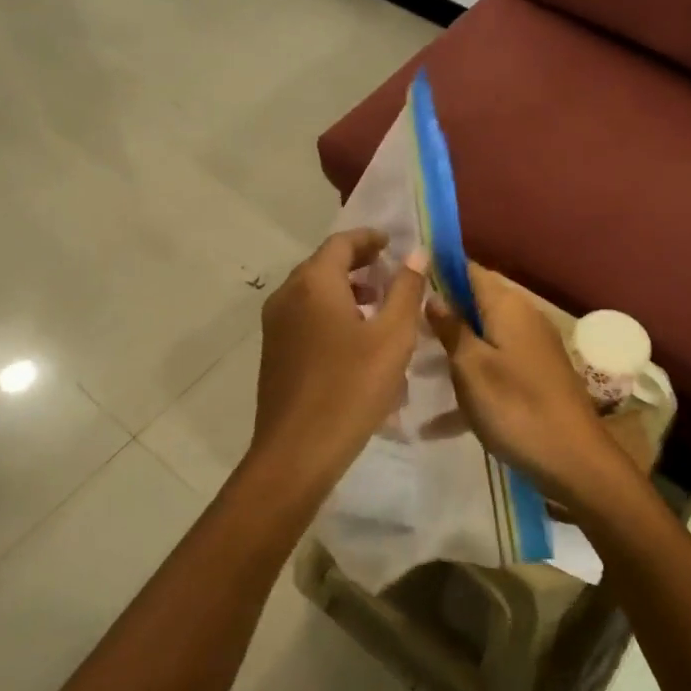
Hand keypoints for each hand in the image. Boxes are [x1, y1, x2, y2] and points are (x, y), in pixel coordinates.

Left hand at [246, 229, 426, 488]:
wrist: (296, 452)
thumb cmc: (350, 389)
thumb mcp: (392, 338)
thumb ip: (406, 290)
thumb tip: (416, 253)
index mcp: (313, 283)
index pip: (341, 243)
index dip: (370, 238)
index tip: (394, 243)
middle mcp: (287, 295)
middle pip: (324, 264)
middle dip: (359, 264)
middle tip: (392, 272)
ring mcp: (275, 325)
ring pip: (314, 292)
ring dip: (346, 290)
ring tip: (379, 306)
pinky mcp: (274, 351)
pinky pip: (305, 316)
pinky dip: (331, 312)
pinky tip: (356, 339)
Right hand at [426, 265, 630, 511]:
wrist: (573, 460)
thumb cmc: (515, 406)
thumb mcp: (471, 366)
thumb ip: (450, 328)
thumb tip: (433, 295)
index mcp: (507, 306)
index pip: (469, 270)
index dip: (439, 271)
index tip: (405, 281)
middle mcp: (522, 318)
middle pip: (474, 304)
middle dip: (440, 314)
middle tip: (401, 328)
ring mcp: (531, 349)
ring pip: (481, 339)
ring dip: (450, 351)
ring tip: (410, 367)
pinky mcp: (534, 377)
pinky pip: (493, 369)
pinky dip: (469, 384)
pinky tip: (436, 421)